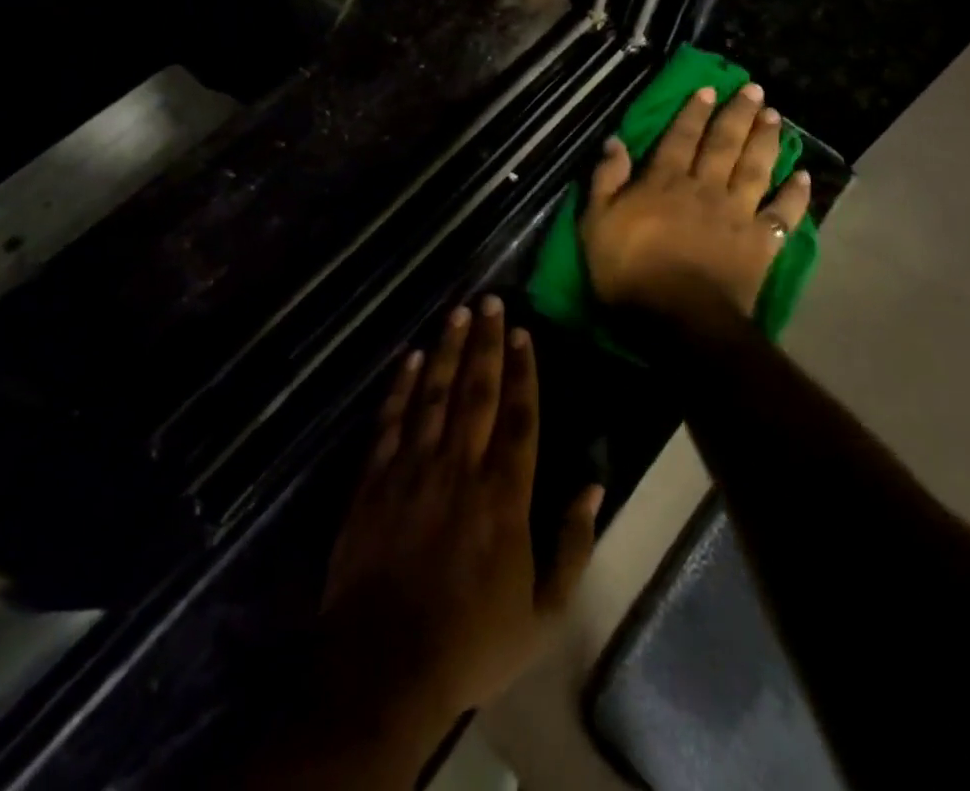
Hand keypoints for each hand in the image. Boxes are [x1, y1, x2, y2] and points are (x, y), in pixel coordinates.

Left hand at [319, 297, 603, 734]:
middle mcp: (459, 467)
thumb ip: (572, 546)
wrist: (383, 668)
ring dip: (446, 350)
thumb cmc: (471, 642)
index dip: (523, 371)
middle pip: (477, 391)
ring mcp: (412, 469)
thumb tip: (595, 486)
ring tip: (457, 312)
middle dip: (485, 343)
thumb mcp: (543, 613)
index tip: (522, 332)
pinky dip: (401, 386)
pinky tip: (410, 358)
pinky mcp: (374, 480)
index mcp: (503, 496)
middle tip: (489, 300)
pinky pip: (390, 421)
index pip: (519, 417)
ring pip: (433, 394)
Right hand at [581, 82, 811, 332]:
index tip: (709, 89)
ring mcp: (737, 213)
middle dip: (738, 114)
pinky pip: (783, 213)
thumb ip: (606, 180)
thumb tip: (616, 141)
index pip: (680, 137)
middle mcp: (705, 188)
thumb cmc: (629, 272)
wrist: (679, 319)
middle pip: (724, 144)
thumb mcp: (597, 224)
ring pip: (755, 168)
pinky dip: (796, 195)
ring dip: (766, 140)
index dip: (693, 112)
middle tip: (754, 90)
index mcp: (665, 182)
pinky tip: (804, 176)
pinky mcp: (760, 242)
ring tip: (776, 117)